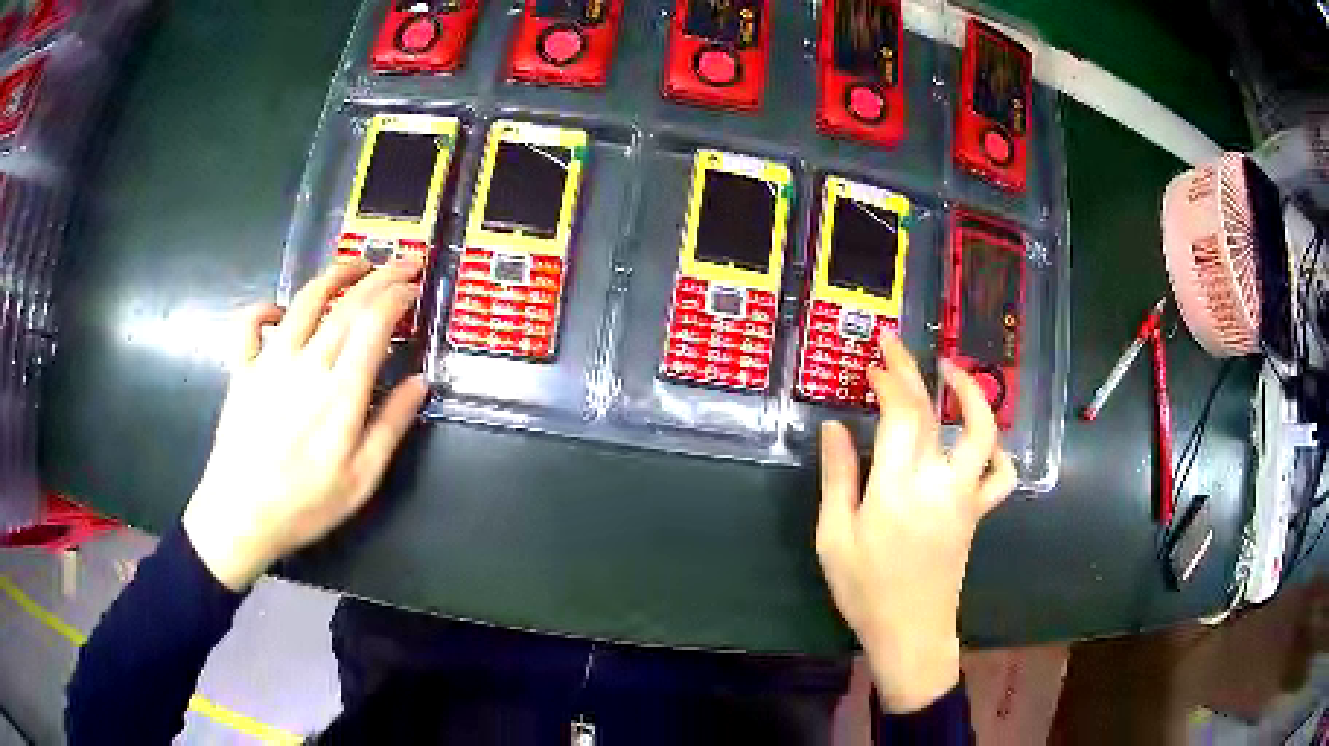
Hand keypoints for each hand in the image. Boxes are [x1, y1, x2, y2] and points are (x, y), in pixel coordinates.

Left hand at [182, 259, 429, 590]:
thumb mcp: (361, 480)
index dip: (397, 297)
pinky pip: (250, 323)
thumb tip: (420, 382)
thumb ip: (391, 426)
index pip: (373, 323)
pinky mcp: (242, 369)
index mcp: (340, 392)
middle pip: (346, 304)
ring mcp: (269, 361)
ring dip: (333, 275)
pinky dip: (266, 307)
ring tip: (355, 265)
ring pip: (304, 301)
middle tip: (402, 262)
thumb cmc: (305, 505)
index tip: (414, 286)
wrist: (240, 516)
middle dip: (380, 277)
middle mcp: (306, 363)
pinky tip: (279, 311)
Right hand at [815, 334, 1016, 712]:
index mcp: (898, 489)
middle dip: (914, 371)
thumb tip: (833, 427)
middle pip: (935, 413)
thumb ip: (838, 478)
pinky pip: (1002, 476)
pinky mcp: (978, 513)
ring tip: (952, 372)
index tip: (872, 366)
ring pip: (984, 434)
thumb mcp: (834, 537)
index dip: (889, 381)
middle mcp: (939, 483)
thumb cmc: (865, 590)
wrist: (910, 632)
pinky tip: (982, 442)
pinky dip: (998, 452)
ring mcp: (965, 497)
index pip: (902, 415)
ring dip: (972, 395)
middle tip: (896, 346)